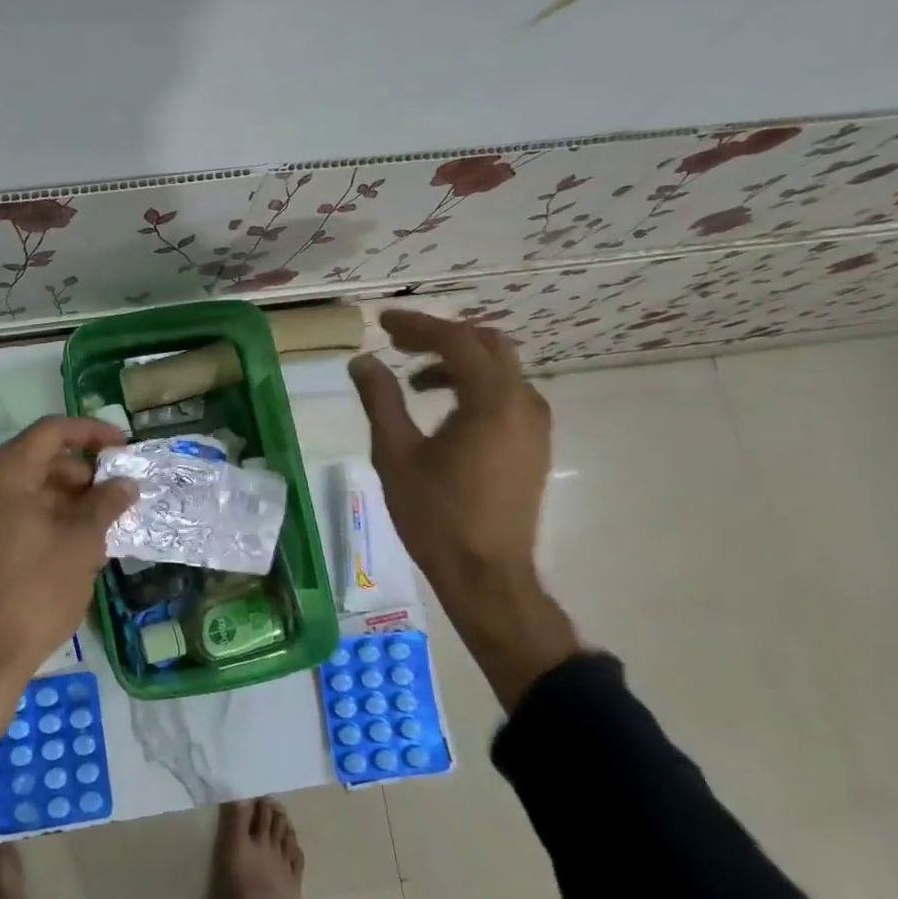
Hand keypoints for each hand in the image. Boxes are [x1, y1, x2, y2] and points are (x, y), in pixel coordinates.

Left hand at [0, 416, 138, 683]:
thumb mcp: (82, 543)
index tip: (124, 447)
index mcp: (5, 472)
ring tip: (102, 521)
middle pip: (40, 457)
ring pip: (30, 485)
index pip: (53, 431)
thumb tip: (126, 483)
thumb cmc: (37, 590)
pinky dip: (48, 514)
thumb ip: (105, 503)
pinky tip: (76, 539)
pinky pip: (17, 509)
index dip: (92, 432)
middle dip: (82, 471)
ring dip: (68, 496)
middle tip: (115, 494)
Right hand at [349, 311, 579, 708]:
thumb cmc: (436, 516)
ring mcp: (535, 425)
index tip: (382, 322)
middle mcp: (523, 403)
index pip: (456, 342)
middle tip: (399, 342)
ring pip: (500, 369)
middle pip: (487, 345)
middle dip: (441, 336)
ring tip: (415, 378)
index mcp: (492, 402)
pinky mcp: (534, 444)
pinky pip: (507, 393)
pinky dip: (474, 384)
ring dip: (458, 361)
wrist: (487, 575)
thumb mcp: (396, 455)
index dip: (417, 326)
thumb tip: (362, 361)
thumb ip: (380, 400)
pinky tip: (444, 407)